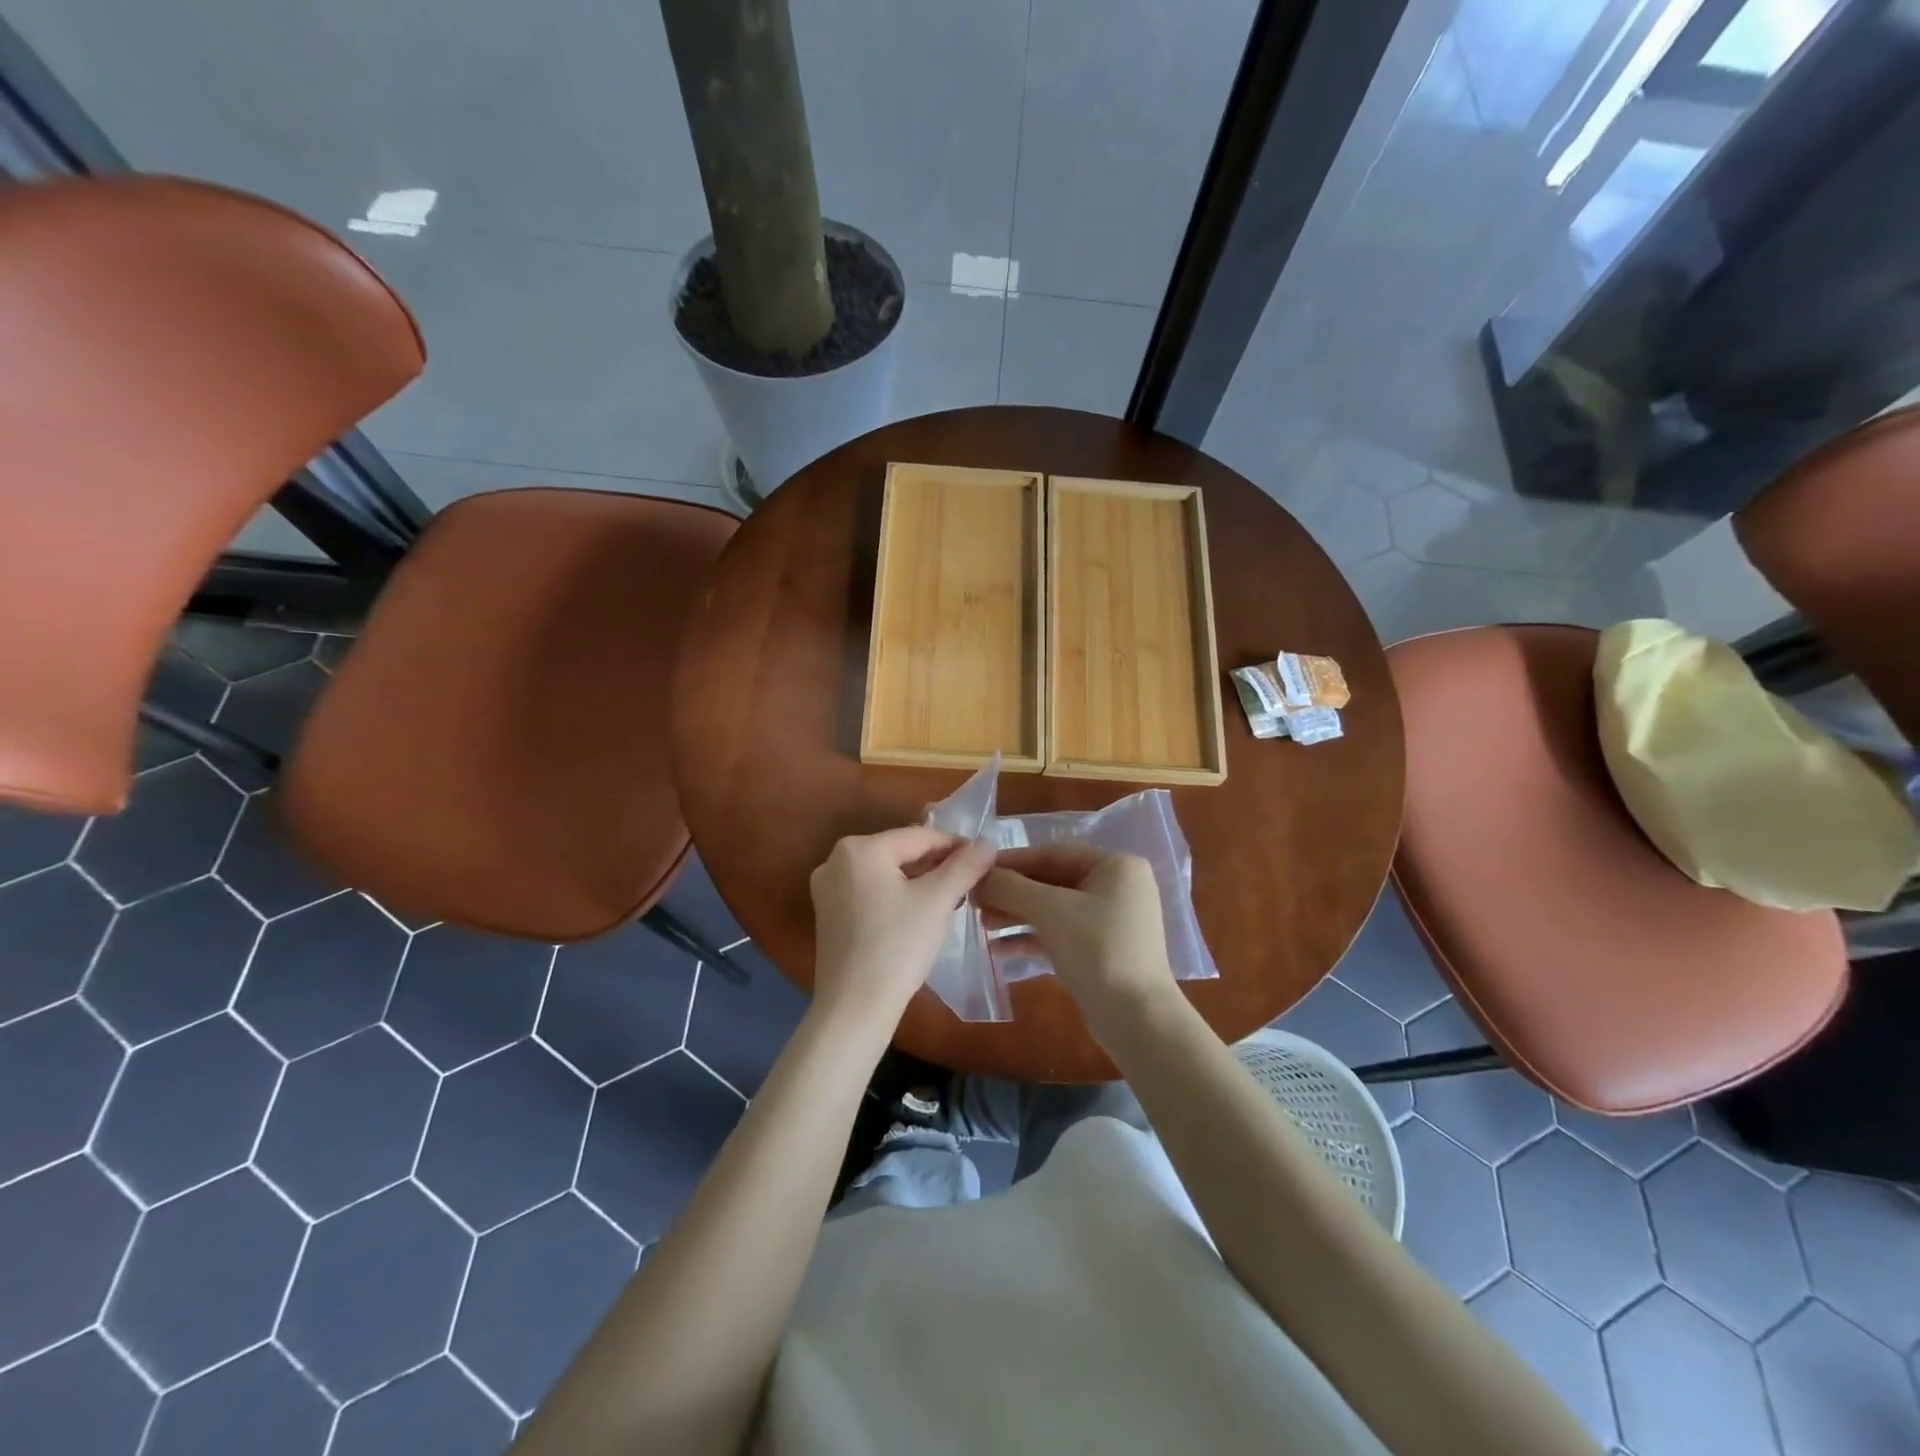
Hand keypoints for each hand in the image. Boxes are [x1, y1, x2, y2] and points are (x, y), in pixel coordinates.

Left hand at [808, 827, 995, 1029]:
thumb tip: (987, 843)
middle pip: (900, 853)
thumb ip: (965, 866)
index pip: (919, 836)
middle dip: (937, 864)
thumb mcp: (937, 901)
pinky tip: (921, 913)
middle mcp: (836, 859)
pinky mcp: (829, 913)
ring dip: (920, 881)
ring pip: (887, 873)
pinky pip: (872, 892)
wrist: (855, 1008)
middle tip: (971, 880)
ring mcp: (828, 888)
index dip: (955, 845)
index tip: (984, 858)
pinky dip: (898, 896)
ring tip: (952, 897)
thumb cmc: (897, 946)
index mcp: (859, 848)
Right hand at [979, 845, 1180, 1045]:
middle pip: (1052, 880)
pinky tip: (999, 948)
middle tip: (975, 899)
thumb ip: (1011, 887)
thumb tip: (978, 875)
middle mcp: (1116, 887)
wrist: (1136, 1019)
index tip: (977, 870)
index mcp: (1115, 866)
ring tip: (981, 923)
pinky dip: (1031, 937)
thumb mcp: (1050, 911)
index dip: (1012, 861)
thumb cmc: (1097, 950)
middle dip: (1012, 892)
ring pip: (1053, 908)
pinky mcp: (1100, 950)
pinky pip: (1059, 933)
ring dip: (1017, 914)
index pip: (1054, 853)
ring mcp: (1109, 920)